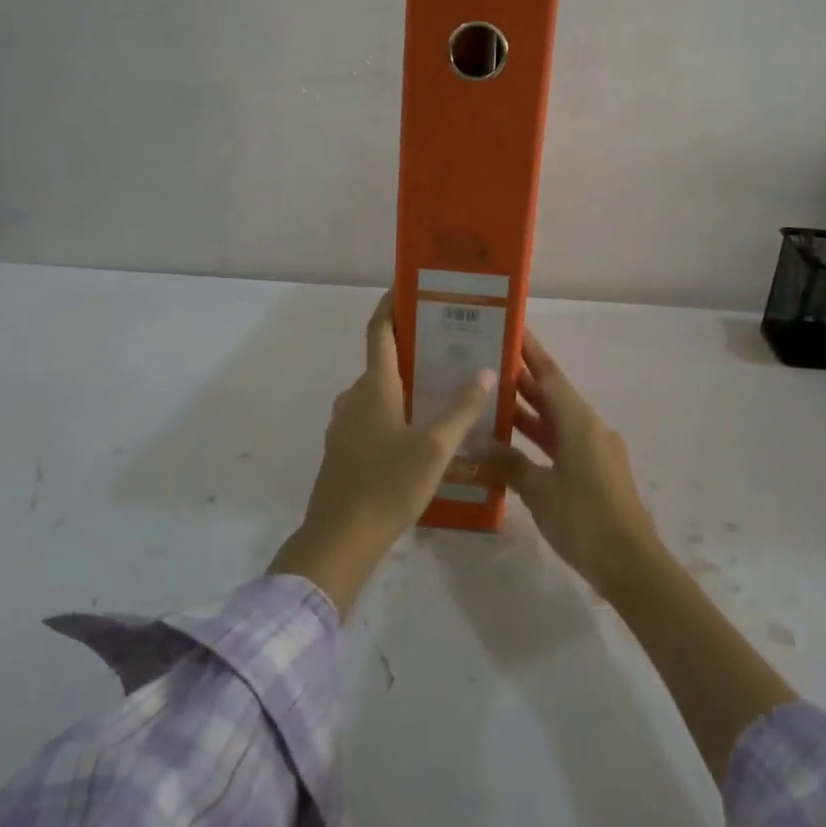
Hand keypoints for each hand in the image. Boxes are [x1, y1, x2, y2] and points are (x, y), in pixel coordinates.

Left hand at [269, 289, 493, 615]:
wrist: (339, 539)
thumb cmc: (388, 485)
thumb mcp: (434, 448)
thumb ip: (461, 410)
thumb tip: (486, 371)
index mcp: (374, 386)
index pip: (381, 331)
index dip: (392, 305)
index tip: (408, 287)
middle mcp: (355, 396)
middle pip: (384, 362)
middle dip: (414, 351)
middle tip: (451, 348)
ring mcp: (345, 424)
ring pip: (380, 394)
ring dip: (407, 387)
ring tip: (445, 392)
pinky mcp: (344, 450)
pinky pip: (373, 419)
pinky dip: (397, 415)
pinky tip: (423, 436)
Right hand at [481, 331, 663, 600]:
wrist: (633, 567)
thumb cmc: (586, 520)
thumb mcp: (540, 490)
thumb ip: (508, 464)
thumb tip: (477, 446)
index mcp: (580, 422)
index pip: (550, 374)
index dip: (530, 351)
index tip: (511, 327)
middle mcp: (589, 428)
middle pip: (552, 395)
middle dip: (522, 378)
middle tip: (486, 362)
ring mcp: (594, 452)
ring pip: (555, 421)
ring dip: (527, 410)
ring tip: (490, 398)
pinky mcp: (594, 474)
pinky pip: (560, 444)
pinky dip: (536, 438)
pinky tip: (511, 444)